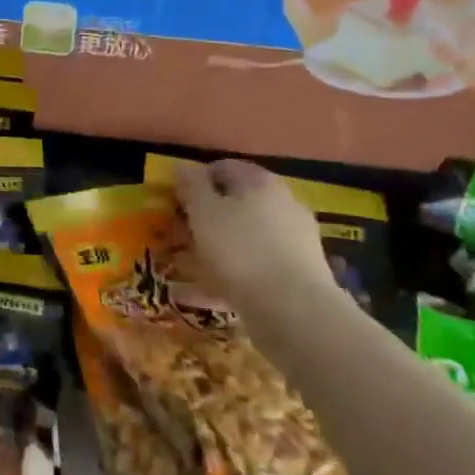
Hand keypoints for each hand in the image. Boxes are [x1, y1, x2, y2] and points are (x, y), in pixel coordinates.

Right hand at [173, 160, 339, 314]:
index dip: (195, 182)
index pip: (222, 168)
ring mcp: (295, 239)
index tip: (175, 203)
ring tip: (189, 268)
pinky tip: (208, 292)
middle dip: (205, 218)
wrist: (294, 309)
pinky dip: (231, 274)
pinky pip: (256, 266)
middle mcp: (282, 202)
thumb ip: (191, 185)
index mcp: (260, 181)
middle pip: (236, 203)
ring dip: (217, 248)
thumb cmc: (240, 250)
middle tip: (178, 237)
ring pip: (245, 236)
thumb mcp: (203, 211)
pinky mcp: (300, 273)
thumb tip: (183, 165)